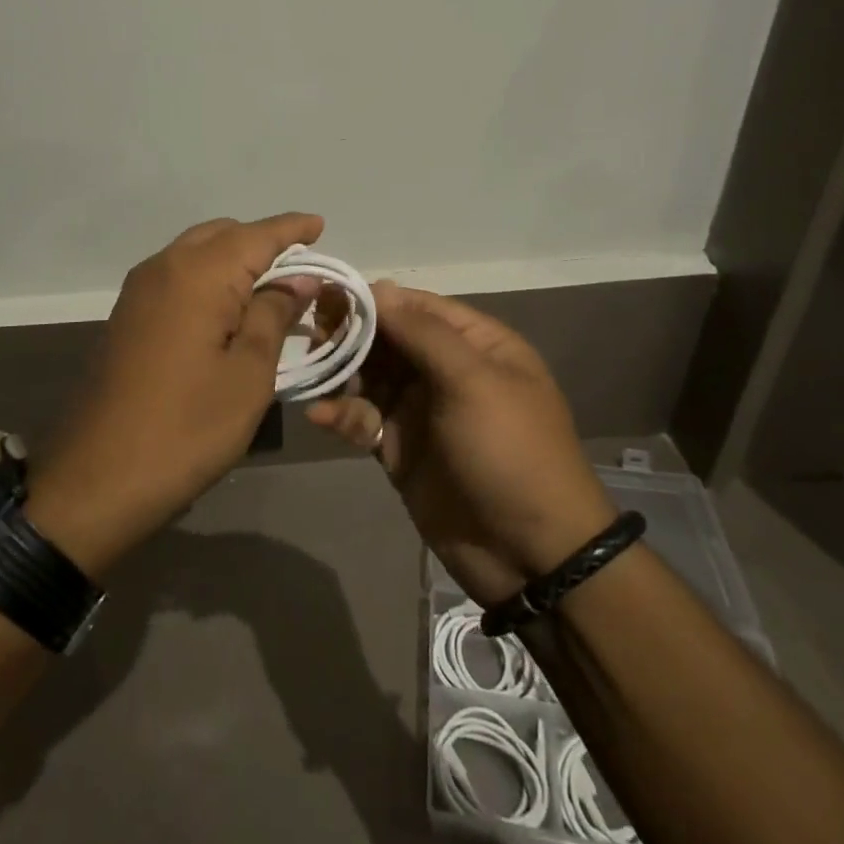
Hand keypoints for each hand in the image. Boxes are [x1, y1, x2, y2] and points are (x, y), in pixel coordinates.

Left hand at [27, 214, 324, 575]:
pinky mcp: (127, 315)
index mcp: (198, 274)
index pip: (256, 235)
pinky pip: (176, 276)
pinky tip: (226, 307)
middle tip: (300, 266)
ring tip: (268, 286)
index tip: (320, 224)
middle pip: (222, 235)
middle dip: (262, 243)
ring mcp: (138, 291)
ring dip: (233, 259)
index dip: (291, 229)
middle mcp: (164, 267)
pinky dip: (207, 278)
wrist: (97, 477)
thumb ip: (273, 315)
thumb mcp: (248, 374)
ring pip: (195, 252)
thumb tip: (297, 279)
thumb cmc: (186, 428)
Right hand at [308, 284, 617, 607]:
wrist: (530, 555)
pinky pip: (364, 419)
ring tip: (313, 375)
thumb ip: (423, 333)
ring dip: (341, 374)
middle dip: (351, 336)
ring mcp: (421, 411)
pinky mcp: (399, 449)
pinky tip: (321, 416)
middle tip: (313, 337)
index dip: (375, 300)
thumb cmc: (509, 452)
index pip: (417, 307)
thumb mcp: (473, 382)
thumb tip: (379, 288)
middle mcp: (446, 371)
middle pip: (388, 340)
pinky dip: (342, 414)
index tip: (329, 296)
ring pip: (370, 377)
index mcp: (476, 346)